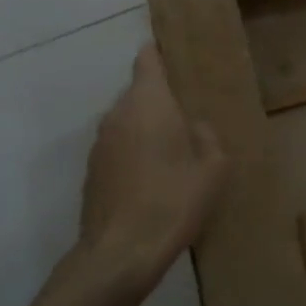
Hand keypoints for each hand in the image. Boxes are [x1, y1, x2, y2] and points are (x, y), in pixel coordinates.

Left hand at [67, 44, 229, 297]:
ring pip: (128, 122)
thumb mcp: (213, 168)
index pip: (147, 59)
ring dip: (148, 128)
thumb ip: (208, 136)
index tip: (175, 51)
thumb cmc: (173, 201)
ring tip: (175, 151)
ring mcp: (100, 144)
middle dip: (162, 99)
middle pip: (140, 92)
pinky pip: (119, 147)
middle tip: (190, 115)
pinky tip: (155, 180)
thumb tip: (196, 127)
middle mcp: (118, 114)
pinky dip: (135, 153)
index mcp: (149, 103)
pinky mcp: (92, 172)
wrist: (120, 254)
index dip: (159, 51)